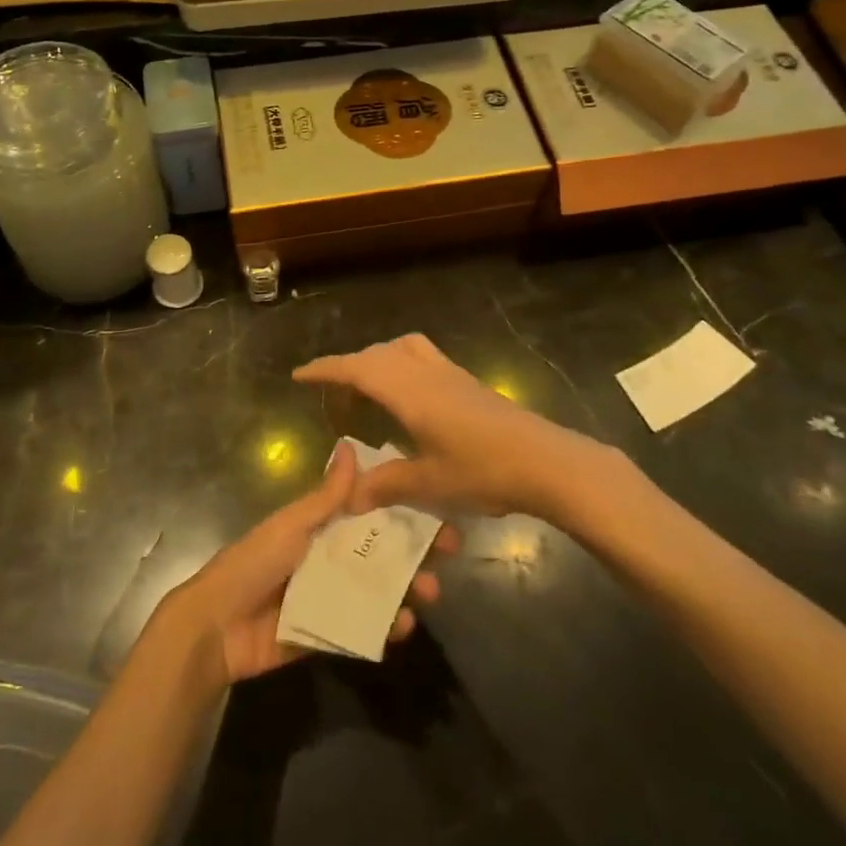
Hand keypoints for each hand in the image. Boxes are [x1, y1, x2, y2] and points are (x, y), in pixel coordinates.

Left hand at [161, 440, 460, 686]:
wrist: (216, 626)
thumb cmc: (254, 562)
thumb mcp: (292, 524)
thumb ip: (326, 495)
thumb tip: (350, 446)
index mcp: (320, 527)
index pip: (369, 513)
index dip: (402, 510)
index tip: (437, 508)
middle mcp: (329, 558)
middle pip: (380, 552)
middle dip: (414, 553)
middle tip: (448, 554)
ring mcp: (330, 597)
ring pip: (378, 590)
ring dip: (407, 590)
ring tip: (429, 594)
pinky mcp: (326, 633)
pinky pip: (363, 628)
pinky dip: (385, 627)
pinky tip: (404, 626)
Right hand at [294, 334, 606, 522]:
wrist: (546, 461)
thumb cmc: (483, 471)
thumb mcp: (429, 483)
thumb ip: (386, 485)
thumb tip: (349, 497)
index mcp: (409, 392)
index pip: (357, 369)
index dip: (325, 369)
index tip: (299, 375)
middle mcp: (425, 373)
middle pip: (377, 354)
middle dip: (348, 366)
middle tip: (331, 391)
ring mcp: (450, 374)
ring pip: (403, 349)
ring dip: (378, 359)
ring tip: (368, 385)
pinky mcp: (468, 382)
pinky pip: (422, 357)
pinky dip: (401, 363)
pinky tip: (409, 396)